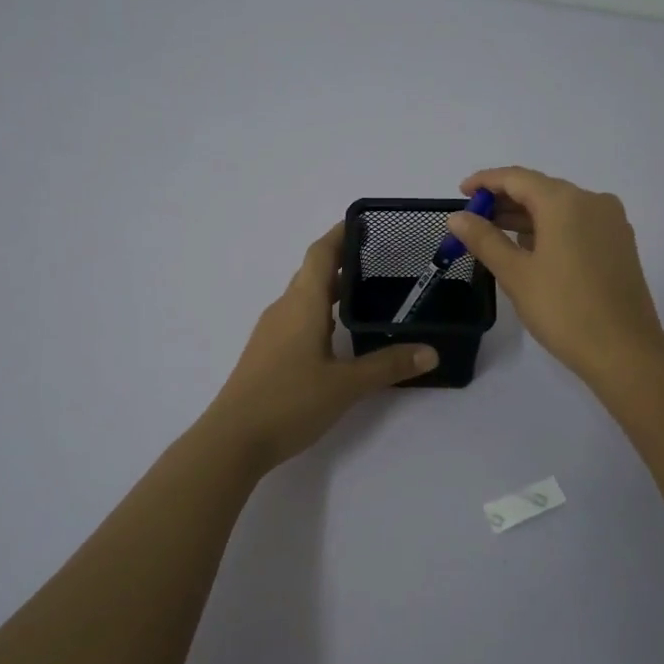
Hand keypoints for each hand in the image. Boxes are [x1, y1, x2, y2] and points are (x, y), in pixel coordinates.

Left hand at [205, 221, 436, 472]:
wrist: (232, 439)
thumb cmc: (289, 401)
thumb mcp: (346, 385)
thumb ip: (388, 366)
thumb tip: (430, 352)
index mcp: (302, 304)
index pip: (320, 253)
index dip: (340, 234)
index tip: (366, 223)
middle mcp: (284, 309)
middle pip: (312, 272)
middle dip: (342, 261)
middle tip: (380, 261)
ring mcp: (271, 331)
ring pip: (304, 297)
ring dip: (331, 289)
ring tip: (366, 293)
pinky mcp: (267, 352)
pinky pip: (297, 317)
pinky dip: (320, 312)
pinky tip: (338, 333)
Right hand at [443, 166, 663, 382]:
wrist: (624, 351)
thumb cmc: (563, 309)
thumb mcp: (515, 274)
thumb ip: (484, 239)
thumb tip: (458, 217)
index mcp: (565, 202)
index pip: (517, 178)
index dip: (486, 182)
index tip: (461, 193)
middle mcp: (593, 201)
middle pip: (540, 190)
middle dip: (504, 201)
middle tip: (472, 220)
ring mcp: (611, 222)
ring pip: (560, 208)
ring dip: (526, 218)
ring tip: (494, 236)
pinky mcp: (619, 244)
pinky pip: (577, 224)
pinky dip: (551, 229)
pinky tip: (531, 249)